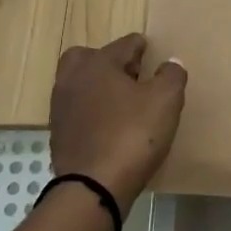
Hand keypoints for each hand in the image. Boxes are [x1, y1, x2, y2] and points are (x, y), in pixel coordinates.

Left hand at [49, 34, 186, 203]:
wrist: (93, 186)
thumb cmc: (133, 134)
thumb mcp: (166, 100)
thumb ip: (172, 76)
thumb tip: (170, 63)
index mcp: (99, 64)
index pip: (124, 44)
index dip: (141, 47)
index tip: (151, 52)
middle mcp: (73, 79)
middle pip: (88, 57)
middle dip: (109, 61)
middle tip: (131, 74)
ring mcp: (61, 108)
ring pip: (79, 84)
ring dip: (98, 86)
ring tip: (122, 102)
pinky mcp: (58, 134)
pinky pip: (76, 111)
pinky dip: (91, 111)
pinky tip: (109, 126)